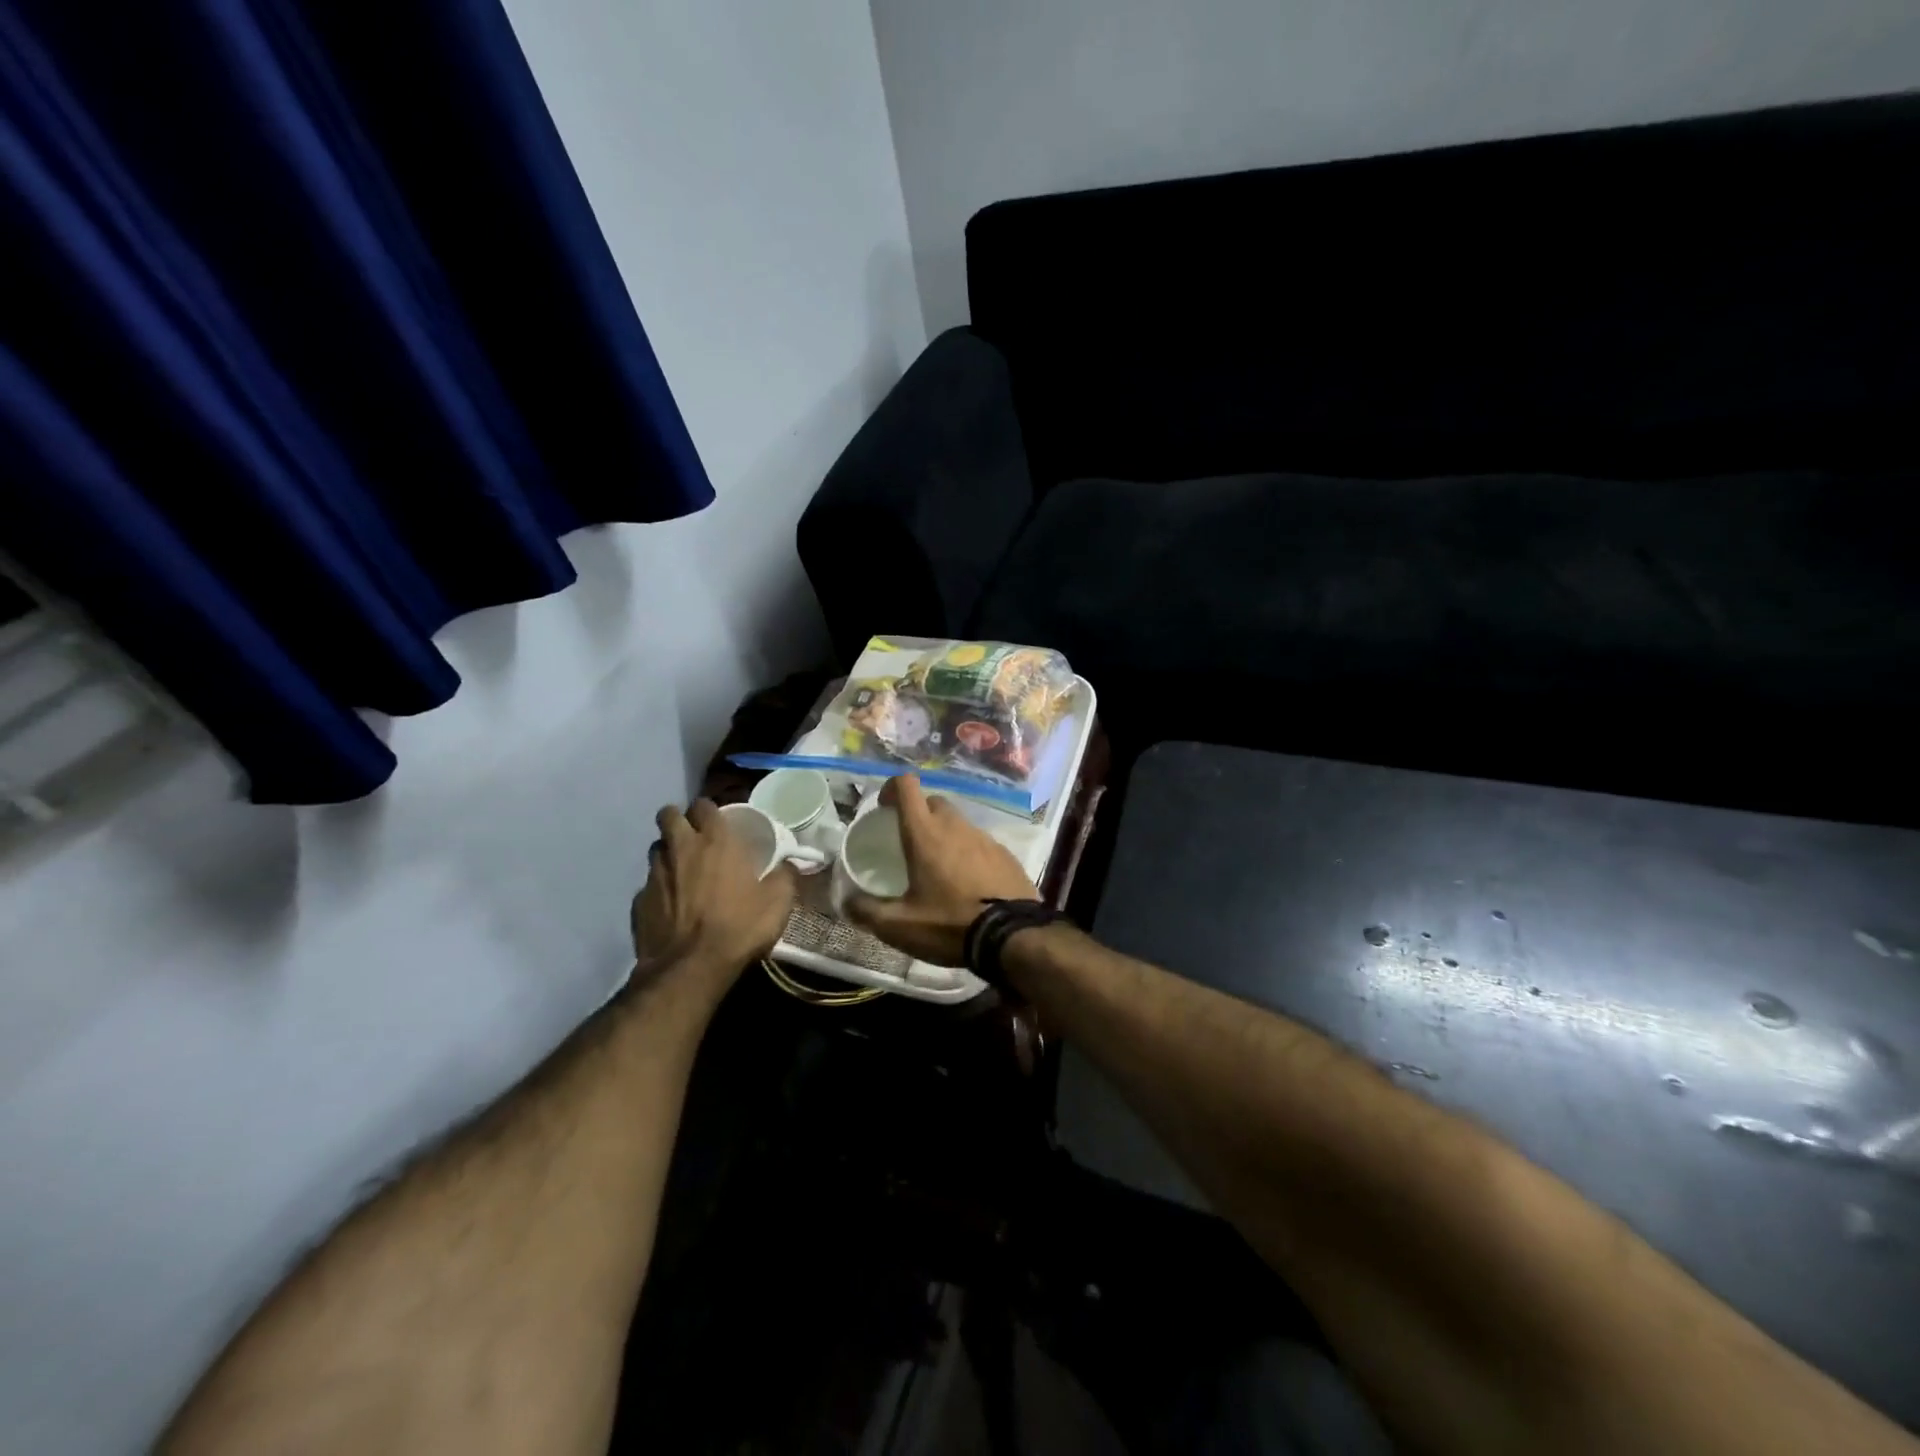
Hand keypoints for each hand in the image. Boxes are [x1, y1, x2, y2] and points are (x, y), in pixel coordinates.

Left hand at [632, 799, 796, 984]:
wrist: (690, 969)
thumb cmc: (739, 927)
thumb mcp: (778, 902)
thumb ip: (784, 876)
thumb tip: (788, 864)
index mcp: (715, 841)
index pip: (703, 805)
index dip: (709, 811)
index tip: (719, 823)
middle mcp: (680, 849)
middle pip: (668, 816)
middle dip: (679, 821)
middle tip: (695, 839)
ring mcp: (655, 874)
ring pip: (656, 849)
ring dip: (668, 854)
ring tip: (683, 872)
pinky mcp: (638, 902)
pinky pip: (648, 885)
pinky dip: (659, 889)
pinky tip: (671, 907)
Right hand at [845, 776, 1038, 965]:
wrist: (1012, 936)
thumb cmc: (949, 925)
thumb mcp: (898, 926)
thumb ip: (866, 911)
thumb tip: (846, 901)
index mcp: (925, 834)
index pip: (907, 786)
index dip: (892, 788)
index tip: (884, 807)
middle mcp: (956, 826)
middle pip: (933, 803)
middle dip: (919, 813)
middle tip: (910, 843)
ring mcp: (985, 838)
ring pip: (959, 823)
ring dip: (945, 835)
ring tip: (939, 868)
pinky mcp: (1006, 854)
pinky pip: (980, 844)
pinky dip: (969, 854)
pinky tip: (968, 883)